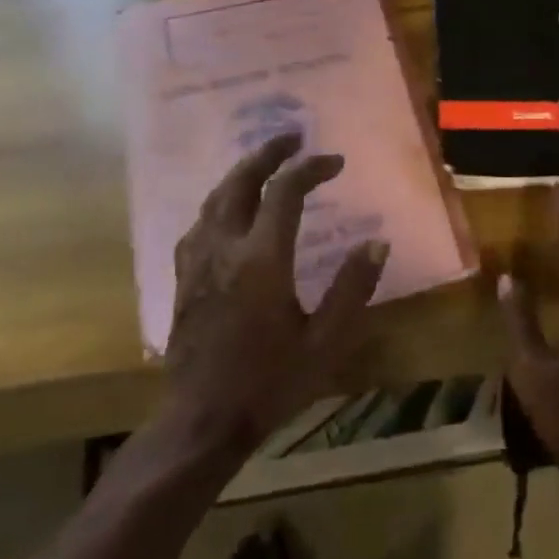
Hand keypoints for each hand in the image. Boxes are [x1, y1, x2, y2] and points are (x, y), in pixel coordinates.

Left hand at [165, 133, 388, 456]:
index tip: (335, 162)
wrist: (202, 421)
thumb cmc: (269, 382)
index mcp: (262, 259)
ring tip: (264, 162)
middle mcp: (225, 248)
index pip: (286, 192)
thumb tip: (376, 244)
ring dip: (241, 172)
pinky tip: (229, 209)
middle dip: (268, 153)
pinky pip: (199, 223)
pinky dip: (220, 202)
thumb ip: (352, 289)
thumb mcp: (325, 342)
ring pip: (215, 198)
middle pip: (241, 181)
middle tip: (292, 137)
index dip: (312, 169)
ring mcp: (197, 261)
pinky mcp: (182, 277)